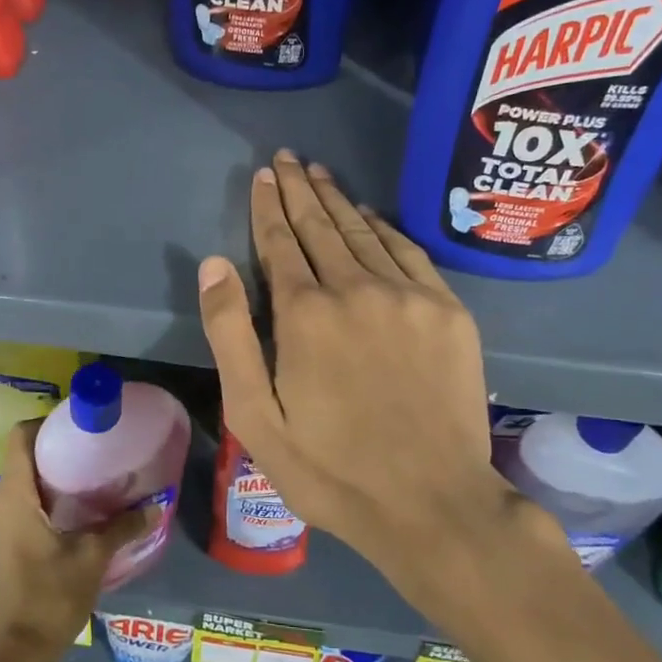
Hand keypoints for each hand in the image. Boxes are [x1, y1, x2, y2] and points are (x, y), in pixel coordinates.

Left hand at [0, 423, 157, 659]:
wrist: (19, 652)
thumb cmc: (52, 595)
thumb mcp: (94, 556)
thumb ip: (124, 526)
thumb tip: (156, 505)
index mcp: (14, 497)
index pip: (18, 438)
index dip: (44, 424)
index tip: (74, 426)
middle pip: (18, 461)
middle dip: (51, 453)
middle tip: (87, 452)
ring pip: (16, 488)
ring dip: (44, 481)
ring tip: (81, 483)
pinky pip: (13, 511)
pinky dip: (35, 504)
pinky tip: (64, 518)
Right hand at [197, 152, 563, 619]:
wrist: (432, 503)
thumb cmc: (330, 469)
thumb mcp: (255, 416)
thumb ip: (231, 334)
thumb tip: (214, 263)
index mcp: (305, 314)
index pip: (280, 242)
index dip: (268, 206)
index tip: (263, 175)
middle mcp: (356, 289)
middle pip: (321, 226)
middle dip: (299, 189)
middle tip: (287, 158)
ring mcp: (409, 296)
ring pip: (364, 232)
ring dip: (337, 200)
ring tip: (319, 173)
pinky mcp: (448, 311)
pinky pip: (409, 252)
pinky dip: (384, 227)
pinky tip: (370, 215)